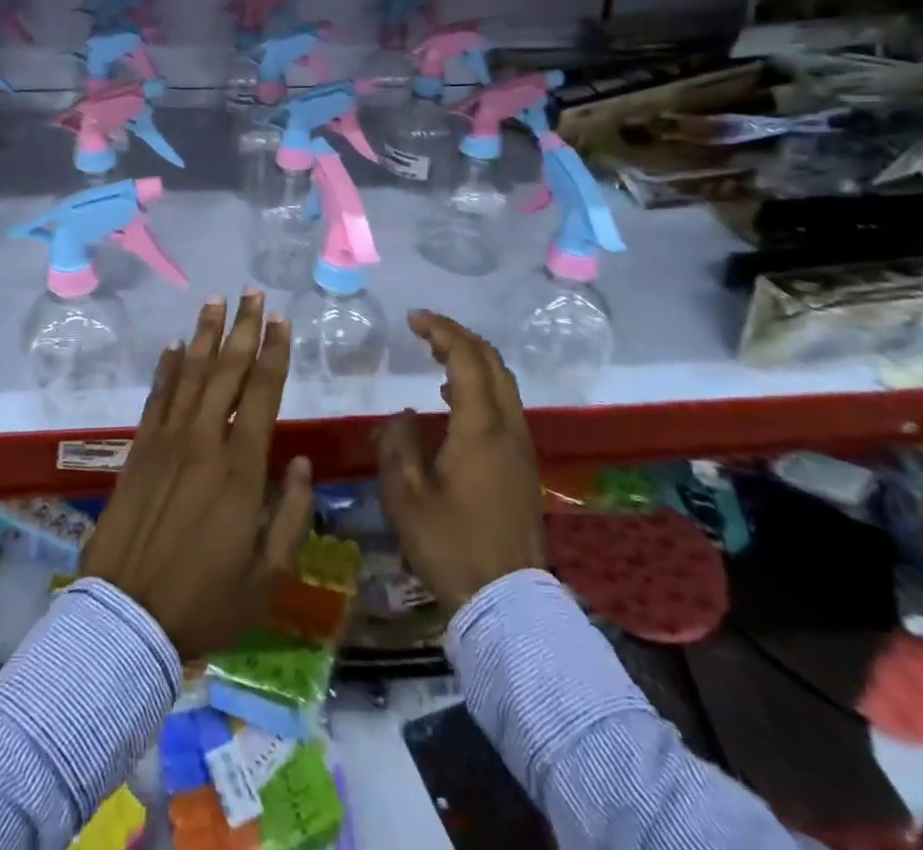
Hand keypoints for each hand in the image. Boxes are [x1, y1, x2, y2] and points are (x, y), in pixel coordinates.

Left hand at [80, 293, 315, 659]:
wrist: (127, 618)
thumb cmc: (205, 601)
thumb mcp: (268, 574)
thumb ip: (292, 514)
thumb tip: (303, 463)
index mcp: (241, 469)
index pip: (262, 393)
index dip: (274, 353)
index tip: (281, 320)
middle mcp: (204, 441)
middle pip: (226, 371)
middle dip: (242, 328)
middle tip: (252, 293)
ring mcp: (166, 442)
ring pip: (190, 374)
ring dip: (204, 335)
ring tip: (215, 301)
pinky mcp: (138, 451)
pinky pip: (156, 398)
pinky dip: (167, 369)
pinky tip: (175, 348)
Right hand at [377, 311, 544, 616]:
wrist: (506, 602)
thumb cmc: (450, 546)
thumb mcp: (406, 496)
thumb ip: (398, 445)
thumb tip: (405, 415)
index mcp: (480, 428)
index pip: (466, 359)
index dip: (441, 331)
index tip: (413, 319)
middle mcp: (508, 428)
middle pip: (492, 362)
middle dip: (459, 337)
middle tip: (425, 330)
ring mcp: (521, 447)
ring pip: (503, 383)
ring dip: (472, 360)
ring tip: (437, 357)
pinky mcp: (524, 466)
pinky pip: (505, 406)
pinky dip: (481, 386)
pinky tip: (454, 402)